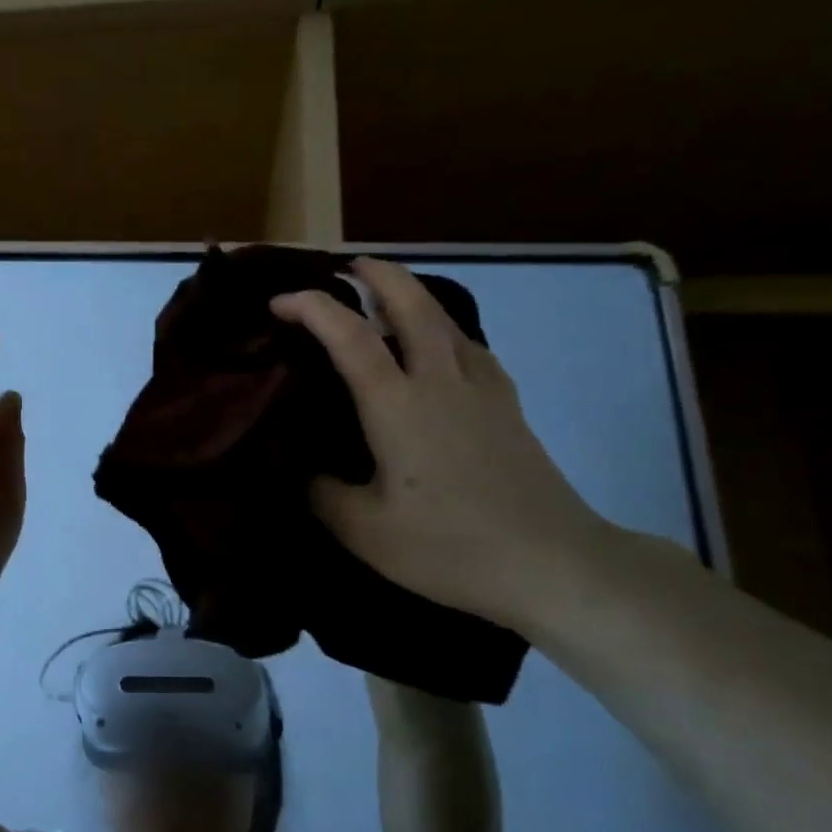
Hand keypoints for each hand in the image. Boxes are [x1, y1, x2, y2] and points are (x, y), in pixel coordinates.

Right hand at [272, 258, 617, 630]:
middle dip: (376, 274)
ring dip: (410, 295)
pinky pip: (468, 345)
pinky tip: (436, 348)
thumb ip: (321, 493)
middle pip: (412, 303)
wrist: (554, 564)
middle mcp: (440, 381)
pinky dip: (441, 328)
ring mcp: (482, 389)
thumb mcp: (363, 530)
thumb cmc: (449, 546)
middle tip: (346, 267)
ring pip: (445, 318)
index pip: (349, 336)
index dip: (311, 308)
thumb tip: (300, 470)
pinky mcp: (507, 406)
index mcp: (397, 405)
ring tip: (383, 298)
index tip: (278, 302)